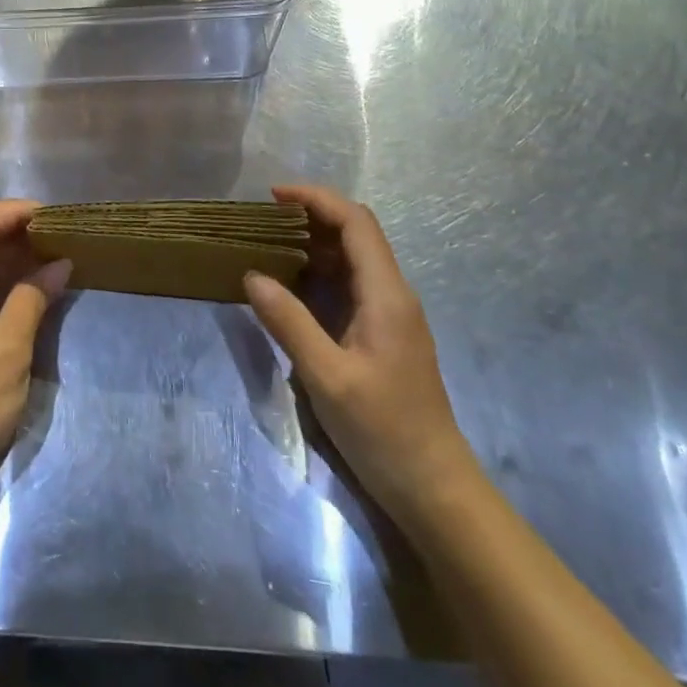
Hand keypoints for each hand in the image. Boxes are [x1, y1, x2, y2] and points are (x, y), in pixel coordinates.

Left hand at [0, 201, 70, 496]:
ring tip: (53, 260)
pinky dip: (2, 282)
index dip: (16, 210)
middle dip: (18, 230)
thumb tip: (59, 264)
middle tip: (61, 238)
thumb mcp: (10, 348)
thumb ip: (33, 298)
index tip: (54, 217)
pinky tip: (30, 293)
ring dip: (12, 257)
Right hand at [244, 185, 475, 520]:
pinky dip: (321, 272)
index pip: (355, 222)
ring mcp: (391, 315)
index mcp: (386, 294)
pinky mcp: (384, 335)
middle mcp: (393, 294)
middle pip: (356, 233)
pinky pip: (352, 285)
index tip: (273, 196)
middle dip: (312, 216)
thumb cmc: (384, 431)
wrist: (435, 489)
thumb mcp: (327, 377)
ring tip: (270, 244)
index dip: (316, 199)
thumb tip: (252, 275)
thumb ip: (289, 322)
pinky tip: (293, 285)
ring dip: (316, 243)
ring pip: (354, 259)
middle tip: (264, 220)